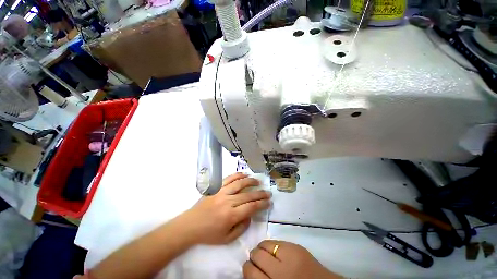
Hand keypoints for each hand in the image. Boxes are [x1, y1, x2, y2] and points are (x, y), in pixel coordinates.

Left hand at [180, 173, 270, 244]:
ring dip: (250, 181)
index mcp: (231, 216)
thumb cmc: (209, 234)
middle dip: (260, 194)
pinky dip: (237, 175)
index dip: (262, 204)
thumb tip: (250, 215)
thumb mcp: (227, 238)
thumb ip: (241, 228)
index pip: (251, 207)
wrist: (190, 225)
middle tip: (268, 192)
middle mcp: (228, 201)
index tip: (268, 202)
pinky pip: (228, 178)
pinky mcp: (216, 187)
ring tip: (258, 181)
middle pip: (248, 195)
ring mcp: (221, 192)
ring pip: (239, 183)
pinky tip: (244, 174)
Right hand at [243, 240, 341, 278]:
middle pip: (257, 255)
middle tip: (257, 261)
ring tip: (265, 253)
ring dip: (262, 248)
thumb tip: (250, 269)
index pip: (251, 272)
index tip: (249, 269)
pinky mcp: (297, 247)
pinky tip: (275, 251)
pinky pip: (277, 241)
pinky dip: (272, 245)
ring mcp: (290, 256)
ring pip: (265, 244)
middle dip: (254, 257)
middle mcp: (280, 271)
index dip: (247, 269)